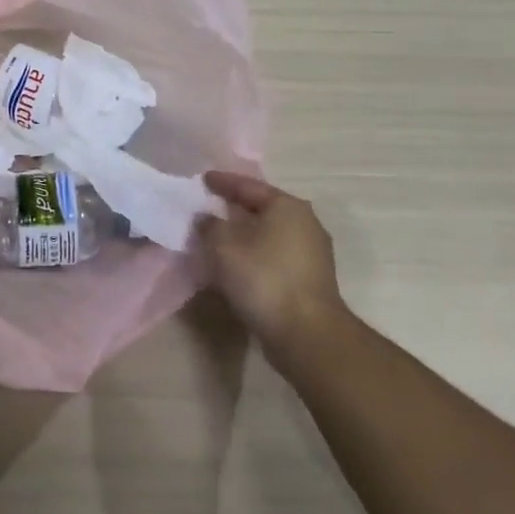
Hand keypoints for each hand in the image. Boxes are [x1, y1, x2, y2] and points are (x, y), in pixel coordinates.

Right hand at [197, 171, 348, 352]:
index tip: (202, 178)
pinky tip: (237, 262)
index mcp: (287, 206)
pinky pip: (274, 255)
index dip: (222, 182)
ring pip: (269, 233)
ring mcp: (312, 253)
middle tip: (209, 206)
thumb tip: (207, 219)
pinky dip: (254, 254)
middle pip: (262, 208)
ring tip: (219, 236)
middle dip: (234, 208)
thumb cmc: (264, 278)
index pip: (248, 186)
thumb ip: (210, 225)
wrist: (306, 334)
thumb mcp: (223, 245)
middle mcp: (305, 223)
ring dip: (244, 234)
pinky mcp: (310, 279)